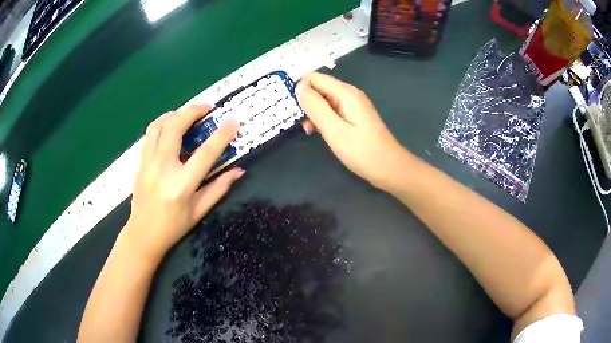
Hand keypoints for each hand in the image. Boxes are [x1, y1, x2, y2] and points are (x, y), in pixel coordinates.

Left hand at [125, 105, 243, 260]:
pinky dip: (161, 125)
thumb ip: (219, 188)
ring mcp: (147, 164)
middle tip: (207, 108)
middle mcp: (162, 169)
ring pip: (158, 126)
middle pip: (175, 127)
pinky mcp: (140, 163)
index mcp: (181, 185)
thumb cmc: (173, 227)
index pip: (205, 154)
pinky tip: (169, 128)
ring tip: (186, 114)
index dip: (221, 135)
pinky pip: (149, 136)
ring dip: (174, 114)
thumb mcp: (199, 211)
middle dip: (192, 111)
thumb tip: (238, 171)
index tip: (232, 121)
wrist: (143, 235)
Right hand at [296, 72, 408, 190]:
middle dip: (306, 102)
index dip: (300, 89)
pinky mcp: (354, 116)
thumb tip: (299, 87)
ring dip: (313, 112)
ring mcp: (353, 105)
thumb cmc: (362, 151)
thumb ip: (315, 107)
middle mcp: (349, 93)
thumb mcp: (334, 129)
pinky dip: (323, 118)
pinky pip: (332, 110)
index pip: (314, 77)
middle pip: (319, 87)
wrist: (389, 168)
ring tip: (310, 131)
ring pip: (324, 100)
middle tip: (302, 125)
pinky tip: (320, 132)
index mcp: (345, 92)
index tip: (293, 109)